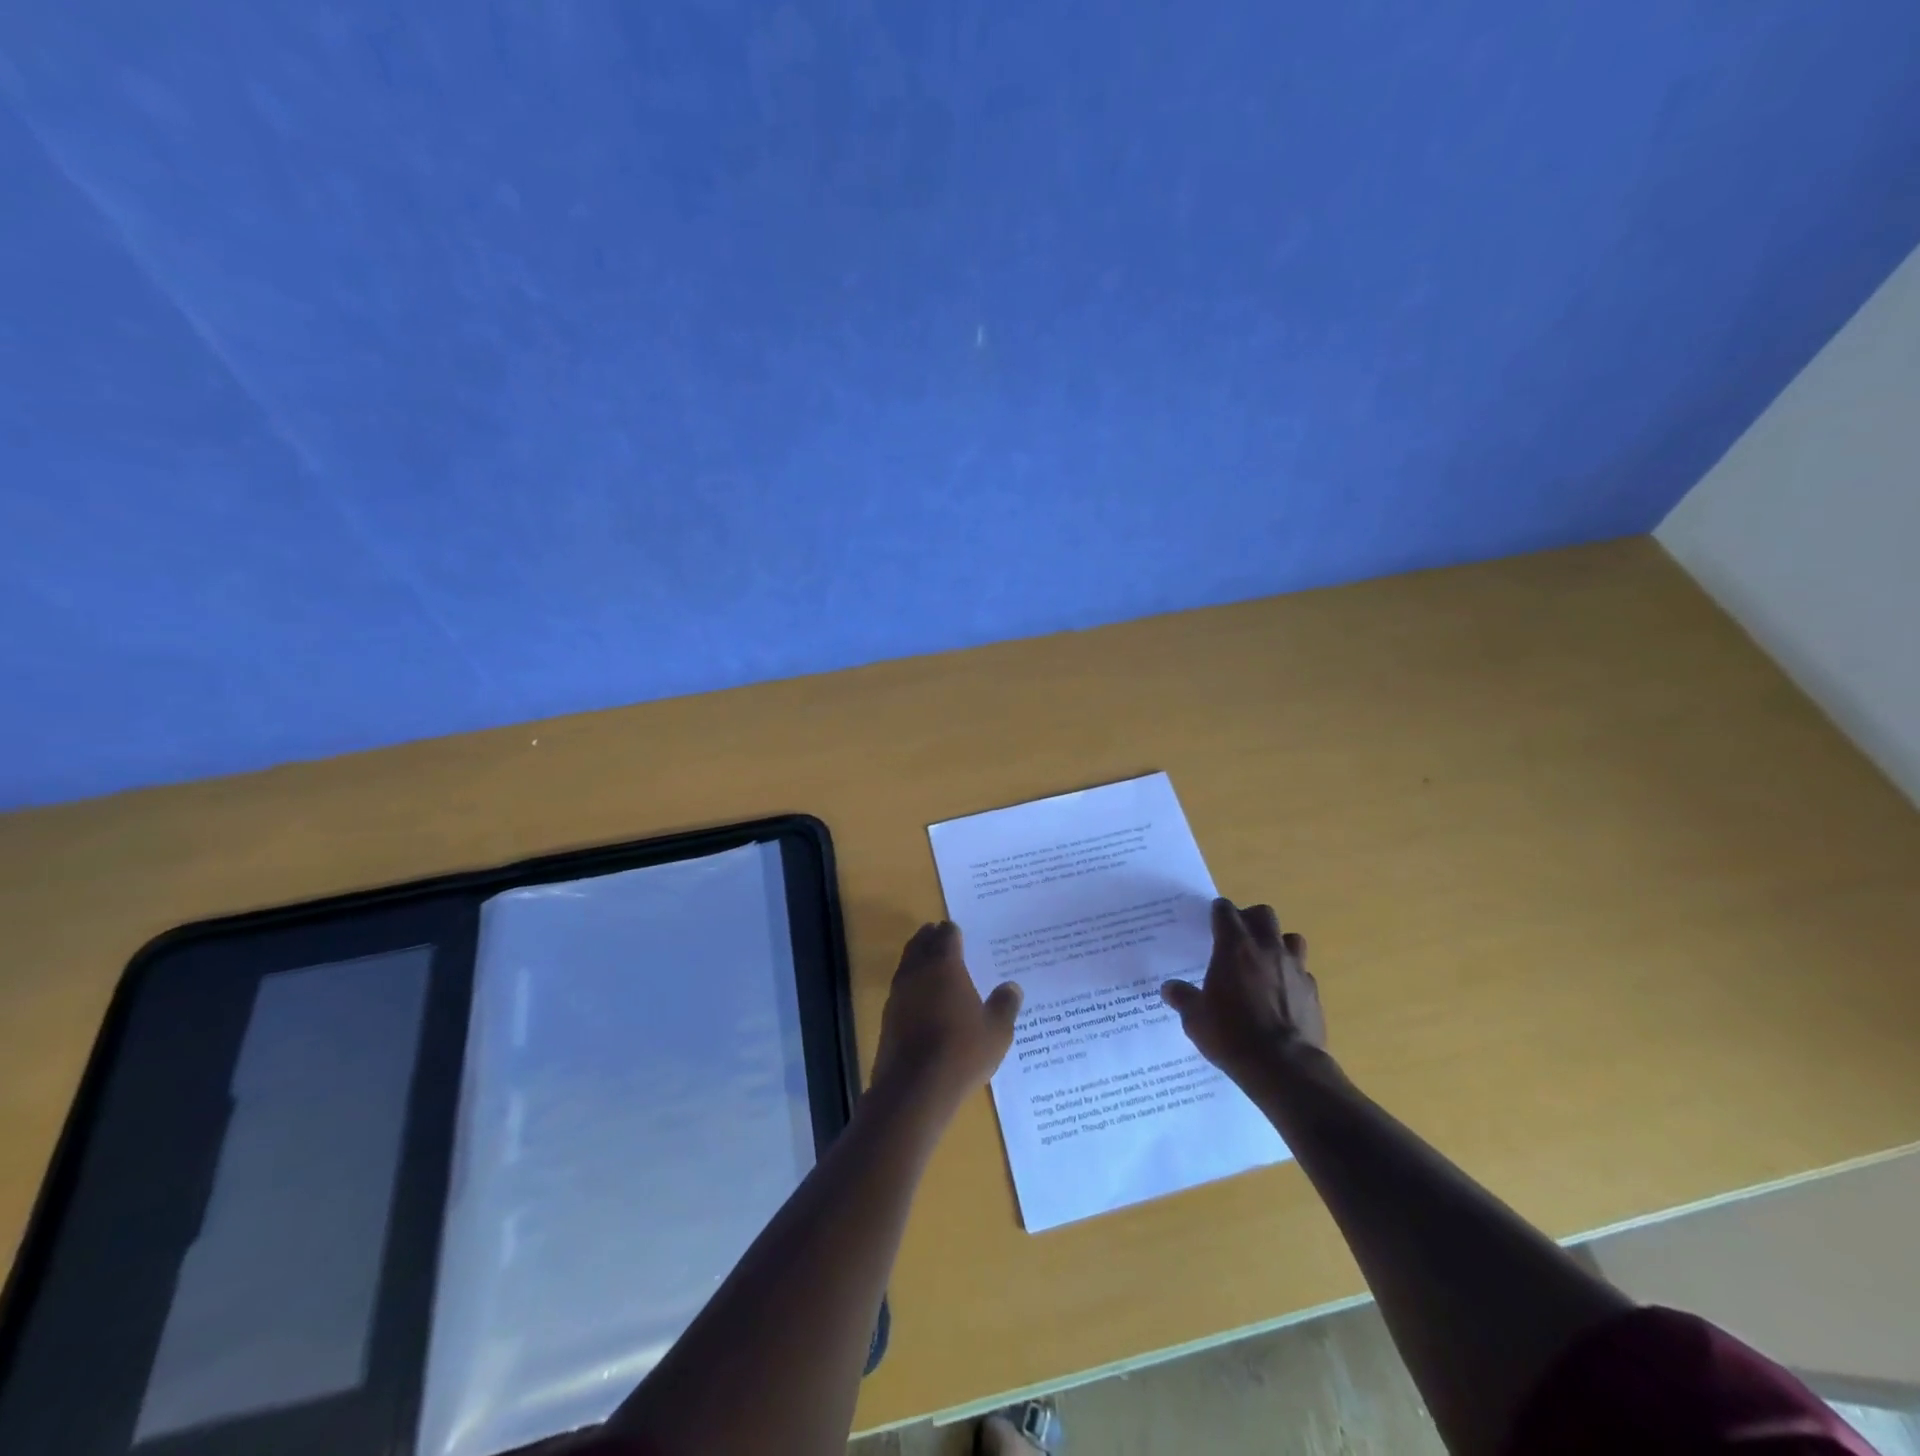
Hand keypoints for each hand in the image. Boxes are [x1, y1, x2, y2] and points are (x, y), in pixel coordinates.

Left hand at [869, 922, 1021, 1114]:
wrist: (914, 1088)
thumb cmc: (962, 1052)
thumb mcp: (997, 1031)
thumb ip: (1005, 1005)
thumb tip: (1012, 986)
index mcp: (945, 966)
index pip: (947, 936)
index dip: (953, 931)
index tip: (957, 930)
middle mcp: (918, 972)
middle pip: (921, 943)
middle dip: (930, 937)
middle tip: (939, 935)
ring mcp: (899, 994)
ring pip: (907, 963)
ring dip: (917, 957)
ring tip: (929, 962)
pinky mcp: (888, 1016)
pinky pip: (900, 988)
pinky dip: (911, 984)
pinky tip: (920, 997)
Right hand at [1160, 899, 1325, 1084]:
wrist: (1284, 1067)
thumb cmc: (1231, 1035)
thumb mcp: (1195, 1018)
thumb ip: (1183, 998)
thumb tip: (1169, 989)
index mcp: (1234, 947)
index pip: (1225, 911)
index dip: (1218, 912)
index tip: (1212, 919)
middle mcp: (1266, 949)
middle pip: (1264, 914)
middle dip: (1251, 919)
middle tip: (1239, 937)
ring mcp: (1294, 968)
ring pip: (1291, 937)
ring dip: (1278, 943)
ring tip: (1266, 961)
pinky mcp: (1313, 991)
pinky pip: (1304, 972)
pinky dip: (1293, 976)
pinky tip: (1283, 993)